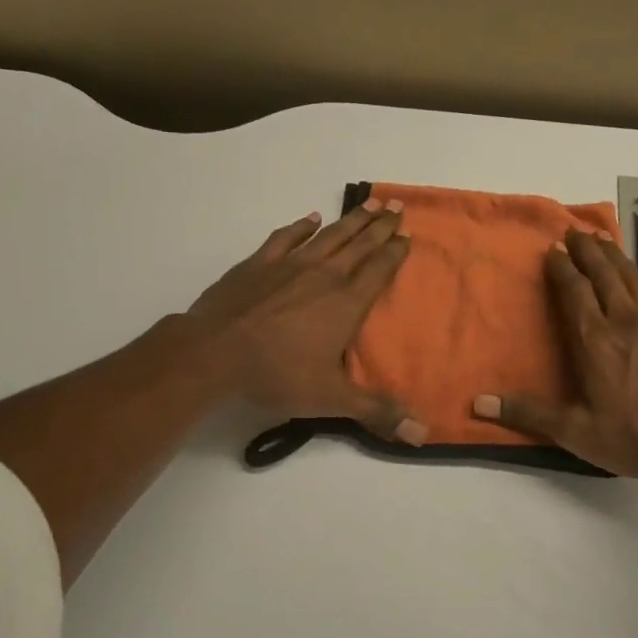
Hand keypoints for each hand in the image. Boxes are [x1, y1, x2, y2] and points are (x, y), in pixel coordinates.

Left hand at [188, 200, 425, 442]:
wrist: (214, 353)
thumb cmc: (277, 374)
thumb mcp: (331, 399)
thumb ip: (377, 411)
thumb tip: (423, 433)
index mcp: (345, 303)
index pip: (378, 271)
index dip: (395, 252)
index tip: (408, 235)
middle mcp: (323, 276)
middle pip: (359, 245)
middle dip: (380, 227)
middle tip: (396, 208)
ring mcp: (289, 265)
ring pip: (329, 236)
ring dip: (350, 220)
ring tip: (368, 204)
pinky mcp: (258, 263)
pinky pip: (286, 237)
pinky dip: (301, 226)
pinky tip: (311, 218)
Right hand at [473, 230, 637, 480]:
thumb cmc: (636, 437)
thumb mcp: (577, 432)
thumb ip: (529, 414)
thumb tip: (479, 403)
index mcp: (596, 340)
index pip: (575, 291)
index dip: (562, 268)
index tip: (552, 249)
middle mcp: (626, 320)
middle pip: (604, 273)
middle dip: (587, 250)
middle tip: (573, 231)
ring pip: (632, 277)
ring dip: (614, 257)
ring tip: (601, 242)